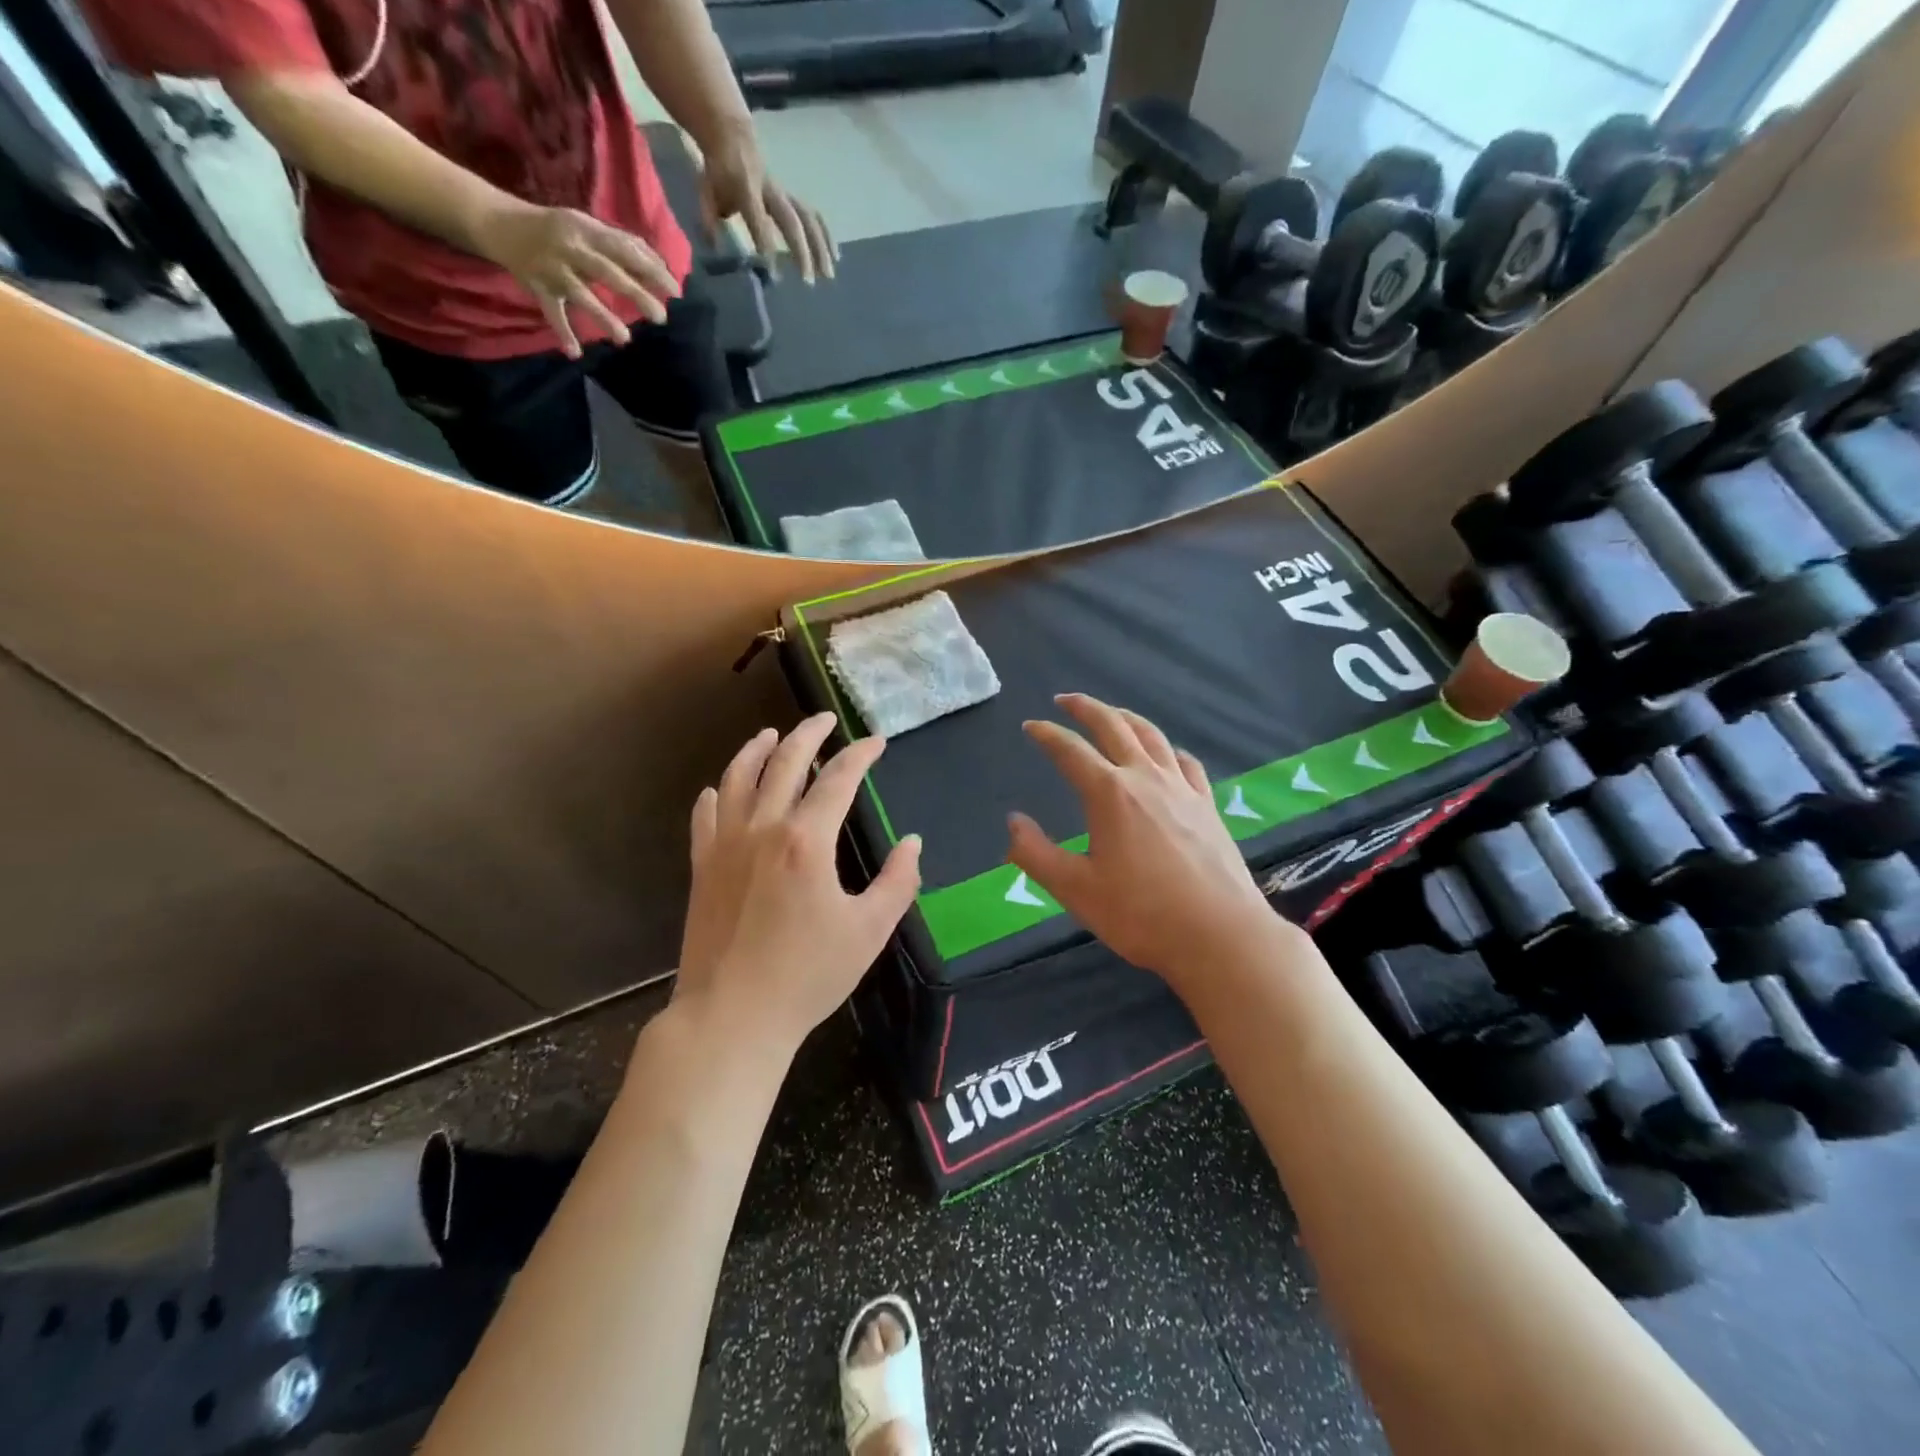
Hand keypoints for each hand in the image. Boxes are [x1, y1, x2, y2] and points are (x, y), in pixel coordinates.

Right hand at [473, 199, 679, 357]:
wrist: (499, 222)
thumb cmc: (556, 228)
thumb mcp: (587, 226)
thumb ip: (622, 243)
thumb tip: (658, 260)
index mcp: (586, 230)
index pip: (625, 250)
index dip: (651, 270)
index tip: (676, 291)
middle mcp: (570, 247)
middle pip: (607, 272)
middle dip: (635, 294)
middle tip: (661, 317)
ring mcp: (552, 268)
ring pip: (580, 294)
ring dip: (602, 316)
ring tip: (625, 339)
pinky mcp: (536, 286)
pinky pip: (551, 312)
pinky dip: (562, 332)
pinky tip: (575, 353)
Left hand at [675, 713, 921, 1053]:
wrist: (732, 1016)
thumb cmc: (808, 975)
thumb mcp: (869, 931)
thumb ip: (898, 881)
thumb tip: (912, 843)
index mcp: (806, 840)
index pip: (837, 779)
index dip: (859, 755)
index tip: (876, 742)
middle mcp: (763, 829)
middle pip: (784, 763)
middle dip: (808, 735)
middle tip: (824, 720)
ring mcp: (725, 846)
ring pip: (738, 778)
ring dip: (756, 750)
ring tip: (771, 734)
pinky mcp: (702, 867)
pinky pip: (705, 816)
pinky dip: (716, 793)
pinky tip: (720, 788)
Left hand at [698, 124, 835, 283]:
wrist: (733, 137)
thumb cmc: (719, 172)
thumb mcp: (705, 190)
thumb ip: (708, 219)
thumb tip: (715, 248)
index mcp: (746, 188)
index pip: (758, 220)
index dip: (767, 246)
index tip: (774, 275)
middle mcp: (770, 191)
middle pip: (791, 221)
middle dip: (801, 252)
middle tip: (808, 281)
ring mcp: (785, 193)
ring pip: (808, 219)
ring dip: (821, 248)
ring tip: (828, 275)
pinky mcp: (794, 197)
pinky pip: (814, 216)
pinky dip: (826, 236)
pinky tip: (834, 258)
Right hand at [1007, 694, 1284, 987]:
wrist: (1220, 935)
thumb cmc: (1141, 914)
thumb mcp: (1075, 889)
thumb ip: (1035, 853)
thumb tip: (1013, 821)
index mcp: (1109, 793)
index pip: (1070, 750)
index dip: (1047, 734)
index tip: (1030, 726)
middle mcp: (1145, 778)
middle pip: (1114, 726)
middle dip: (1086, 708)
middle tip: (1066, 700)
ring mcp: (1182, 788)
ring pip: (1152, 736)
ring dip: (1126, 718)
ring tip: (1112, 714)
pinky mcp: (1207, 805)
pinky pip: (1186, 762)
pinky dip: (1168, 749)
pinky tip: (1166, 755)